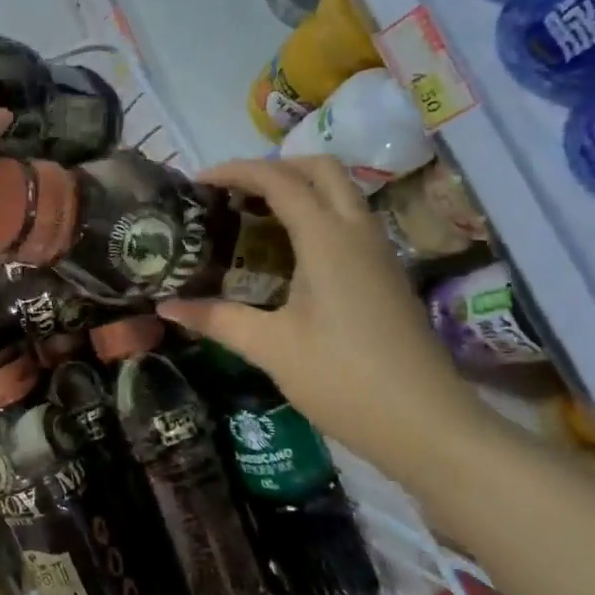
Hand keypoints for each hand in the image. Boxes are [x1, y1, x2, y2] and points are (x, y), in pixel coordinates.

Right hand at [158, 155, 478, 480]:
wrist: (428, 426)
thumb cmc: (343, 380)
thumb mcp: (271, 348)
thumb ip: (217, 319)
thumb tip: (166, 306)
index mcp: (327, 239)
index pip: (279, 180)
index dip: (235, 171)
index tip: (198, 182)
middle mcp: (357, 232)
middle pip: (320, 168)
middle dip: (274, 167)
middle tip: (233, 191)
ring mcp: (378, 252)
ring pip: (339, 192)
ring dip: (297, 189)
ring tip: (252, 216)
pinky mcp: (386, 274)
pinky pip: (348, 221)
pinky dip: (314, 214)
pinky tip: (287, 253)